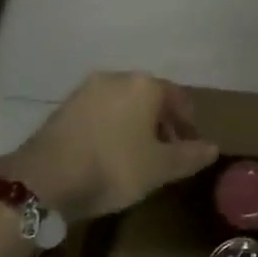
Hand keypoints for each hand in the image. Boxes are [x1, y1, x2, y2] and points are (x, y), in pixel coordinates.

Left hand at [0, 72, 217, 222]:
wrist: (45, 178)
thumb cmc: (114, 166)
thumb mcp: (160, 168)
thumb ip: (190, 155)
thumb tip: (213, 147)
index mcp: (145, 85)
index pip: (178, 98)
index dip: (188, 123)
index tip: (191, 146)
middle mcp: (117, 78)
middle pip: (149, 98)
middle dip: (161, 123)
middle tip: (166, 152)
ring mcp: (86, 90)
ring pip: (122, 104)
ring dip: (134, 125)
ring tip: (136, 156)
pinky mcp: (63, 107)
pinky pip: (99, 113)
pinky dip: (111, 128)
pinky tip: (108, 154)